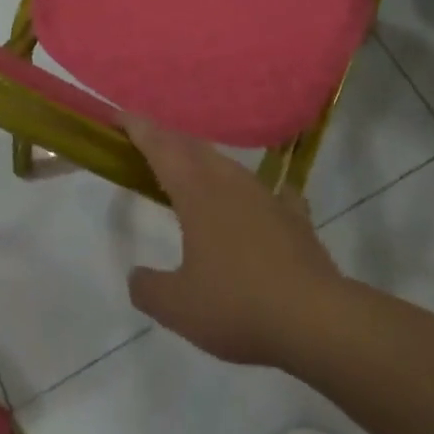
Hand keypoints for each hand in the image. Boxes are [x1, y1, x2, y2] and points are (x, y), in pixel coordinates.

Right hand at [126, 119, 344, 366]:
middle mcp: (230, 182)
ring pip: (227, 165)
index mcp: (197, 192)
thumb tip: (137, 276)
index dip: (138, 128)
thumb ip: (149, 288)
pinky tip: (255, 204)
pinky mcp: (294, 215)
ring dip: (204, 163)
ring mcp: (266, 195)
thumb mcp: (178, 307)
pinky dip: (250, 194)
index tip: (118, 116)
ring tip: (192, 176)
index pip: (161, 147)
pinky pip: (266, 192)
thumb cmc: (237, 305)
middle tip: (148, 147)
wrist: (315, 317)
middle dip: (168, 142)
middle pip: (193, 148)